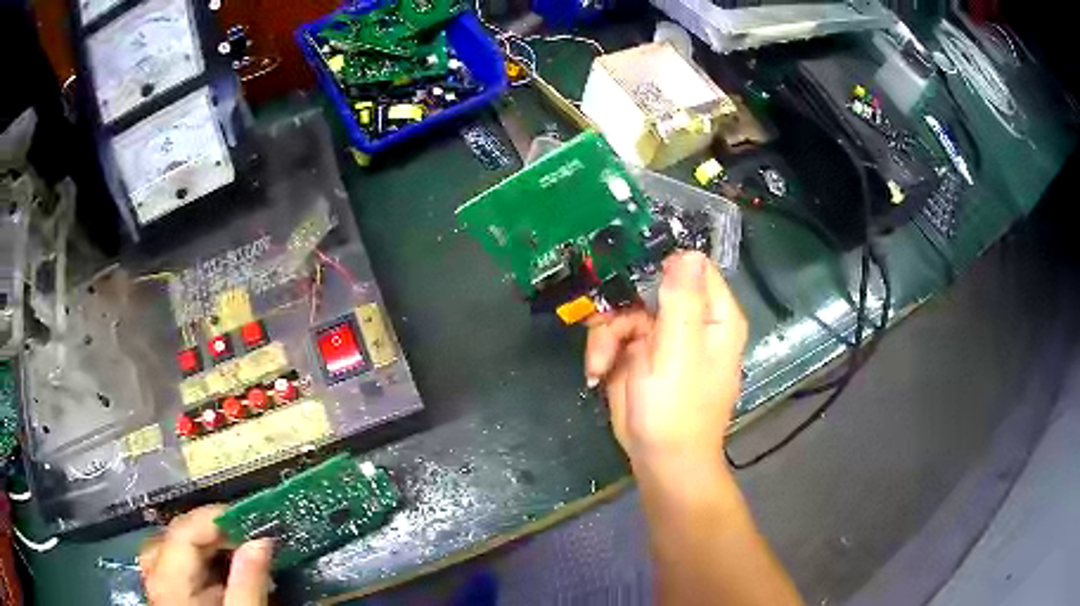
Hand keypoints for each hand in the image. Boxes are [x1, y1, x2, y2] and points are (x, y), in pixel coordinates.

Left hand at [139, 505, 273, 605]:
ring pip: (180, 547)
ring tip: (242, 548)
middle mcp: (157, 574)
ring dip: (212, 545)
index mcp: (168, 580)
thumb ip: (248, 583)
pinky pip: (184, 565)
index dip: (217, 518)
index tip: (253, 519)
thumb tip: (262, 540)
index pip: (185, 531)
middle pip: (180, 535)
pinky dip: (208, 562)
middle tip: (252, 535)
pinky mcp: (171, 592)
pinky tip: (228, 570)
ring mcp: (161, 582)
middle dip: (217, 531)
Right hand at [585, 252, 747, 471]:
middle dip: (620, 304)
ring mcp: (662, 337)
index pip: (692, 266)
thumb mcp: (679, 352)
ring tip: (599, 363)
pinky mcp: (639, 354)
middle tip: (603, 321)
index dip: (660, 261)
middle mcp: (690, 320)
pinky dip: (602, 350)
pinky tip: (596, 371)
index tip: (627, 268)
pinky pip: (614, 334)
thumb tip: (688, 251)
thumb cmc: (677, 409)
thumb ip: (682, 300)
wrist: (660, 460)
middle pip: (649, 285)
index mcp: (713, 316)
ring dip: (605, 334)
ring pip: (625, 310)